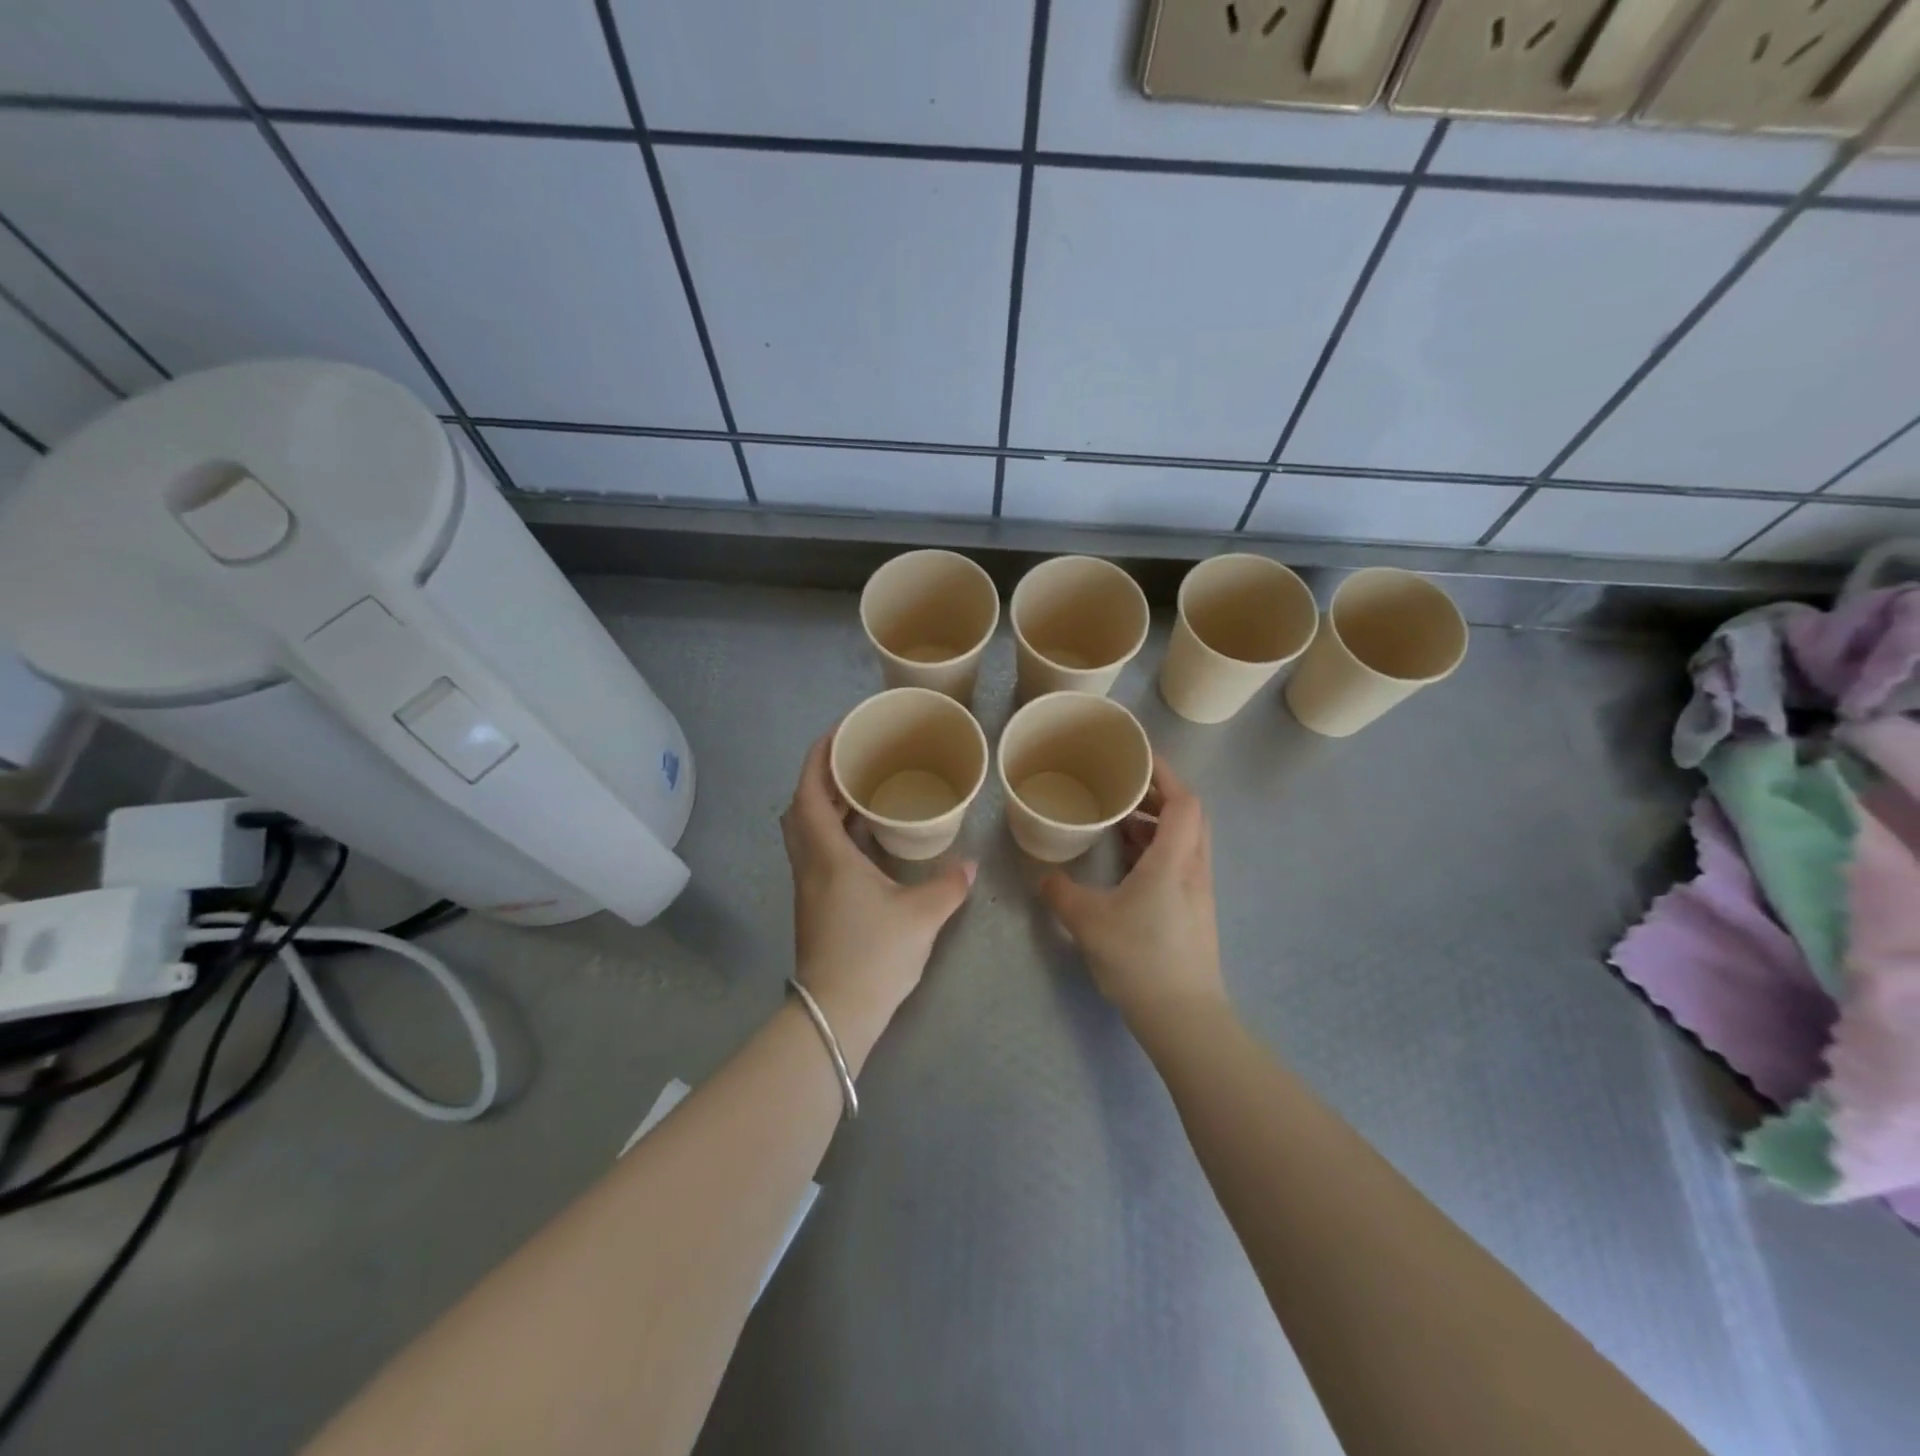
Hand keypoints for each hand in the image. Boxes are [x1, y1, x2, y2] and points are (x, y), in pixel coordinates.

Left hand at [780, 728, 975, 1071]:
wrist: (837, 1014)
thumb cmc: (874, 955)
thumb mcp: (921, 916)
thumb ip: (949, 886)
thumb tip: (971, 866)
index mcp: (828, 855)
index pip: (810, 793)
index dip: (818, 758)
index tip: (837, 733)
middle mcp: (810, 865)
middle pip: (801, 808)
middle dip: (823, 778)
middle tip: (856, 760)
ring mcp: (809, 887)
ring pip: (806, 832)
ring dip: (826, 806)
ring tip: (862, 792)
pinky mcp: (815, 906)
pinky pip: (817, 852)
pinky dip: (835, 833)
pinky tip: (866, 840)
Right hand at [1039, 757, 1224, 1026]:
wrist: (1183, 1017)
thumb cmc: (1139, 959)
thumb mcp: (1088, 922)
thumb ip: (1060, 893)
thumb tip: (1042, 877)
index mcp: (1173, 861)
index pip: (1183, 801)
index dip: (1165, 774)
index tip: (1137, 758)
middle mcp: (1193, 869)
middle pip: (1189, 815)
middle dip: (1158, 794)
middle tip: (1122, 787)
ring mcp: (1196, 891)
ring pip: (1184, 840)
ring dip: (1157, 823)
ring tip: (1120, 819)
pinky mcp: (1192, 911)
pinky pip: (1178, 862)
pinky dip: (1156, 849)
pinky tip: (1127, 861)